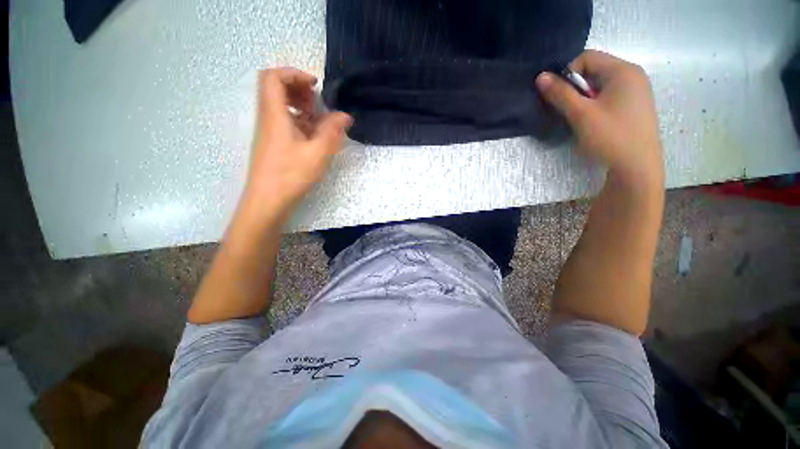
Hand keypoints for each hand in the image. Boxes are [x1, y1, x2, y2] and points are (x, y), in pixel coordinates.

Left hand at [242, 68, 351, 222]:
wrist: (268, 201)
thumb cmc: (291, 175)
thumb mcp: (317, 153)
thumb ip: (332, 131)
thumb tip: (345, 116)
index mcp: (274, 114)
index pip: (273, 77)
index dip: (294, 73)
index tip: (315, 85)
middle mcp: (268, 118)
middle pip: (276, 89)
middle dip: (300, 90)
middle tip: (318, 104)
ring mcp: (269, 132)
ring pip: (282, 107)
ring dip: (302, 108)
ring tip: (320, 122)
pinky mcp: (274, 145)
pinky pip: (285, 123)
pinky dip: (300, 123)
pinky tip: (315, 137)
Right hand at [536, 50, 663, 186]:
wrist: (637, 167)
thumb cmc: (610, 137)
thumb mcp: (581, 114)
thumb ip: (560, 94)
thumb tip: (540, 76)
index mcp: (623, 70)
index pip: (587, 57)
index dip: (567, 74)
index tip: (560, 97)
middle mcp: (632, 75)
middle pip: (594, 70)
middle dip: (575, 88)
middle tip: (569, 110)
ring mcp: (636, 91)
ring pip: (600, 85)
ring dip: (583, 99)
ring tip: (580, 119)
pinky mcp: (634, 106)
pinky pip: (608, 96)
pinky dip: (595, 105)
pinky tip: (593, 123)